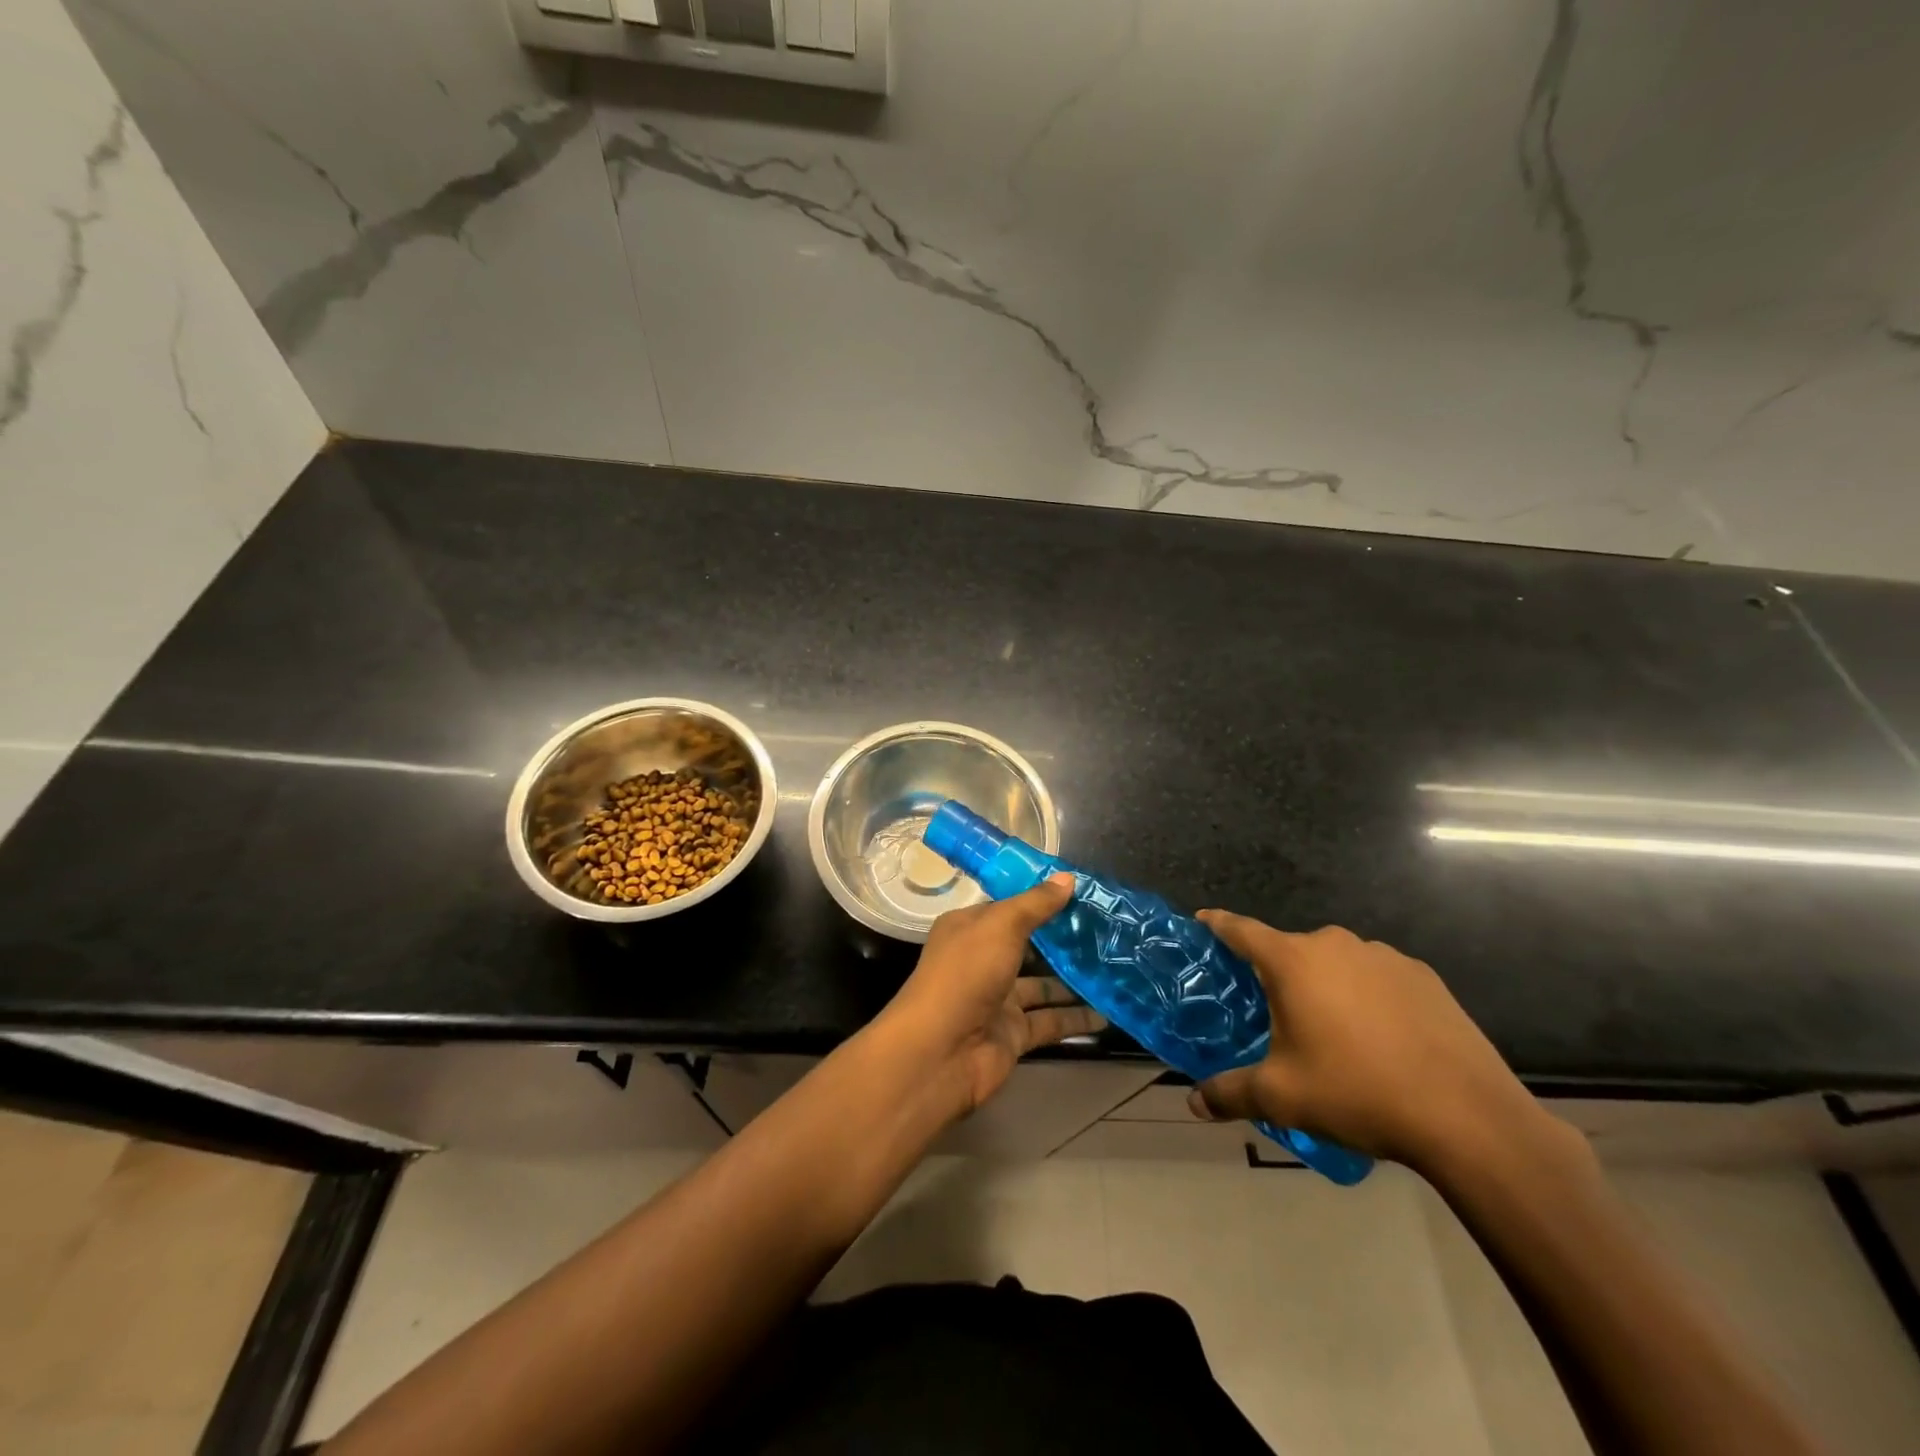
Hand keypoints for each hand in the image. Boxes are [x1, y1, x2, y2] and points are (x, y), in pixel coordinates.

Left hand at [881, 873, 1105, 1114]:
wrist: (940, 1052)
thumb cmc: (966, 974)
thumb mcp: (1001, 926)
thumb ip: (1035, 904)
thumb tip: (1068, 878)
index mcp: (970, 928)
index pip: (1009, 909)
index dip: (1041, 900)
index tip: (1081, 894)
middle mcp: (982, 961)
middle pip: (1028, 947)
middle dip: (1063, 942)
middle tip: (1108, 933)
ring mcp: (998, 1000)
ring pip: (1042, 986)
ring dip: (1074, 981)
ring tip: (1116, 970)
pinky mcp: (1013, 1035)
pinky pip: (1050, 1022)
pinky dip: (1075, 1019)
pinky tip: (1107, 1013)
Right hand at [1187, 913, 1546, 1174]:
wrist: (1468, 1118)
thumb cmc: (1358, 1093)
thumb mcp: (1282, 1097)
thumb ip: (1230, 1093)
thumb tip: (1193, 1102)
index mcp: (1292, 962)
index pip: (1240, 929)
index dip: (1217, 924)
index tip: (1201, 921)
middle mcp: (1334, 945)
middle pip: (1290, 950)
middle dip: (1276, 975)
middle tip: (1272, 1012)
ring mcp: (1383, 956)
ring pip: (1335, 963)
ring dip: (1324, 985)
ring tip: (1331, 1032)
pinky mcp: (1423, 976)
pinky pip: (1376, 977)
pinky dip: (1366, 996)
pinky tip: (1379, 1038)